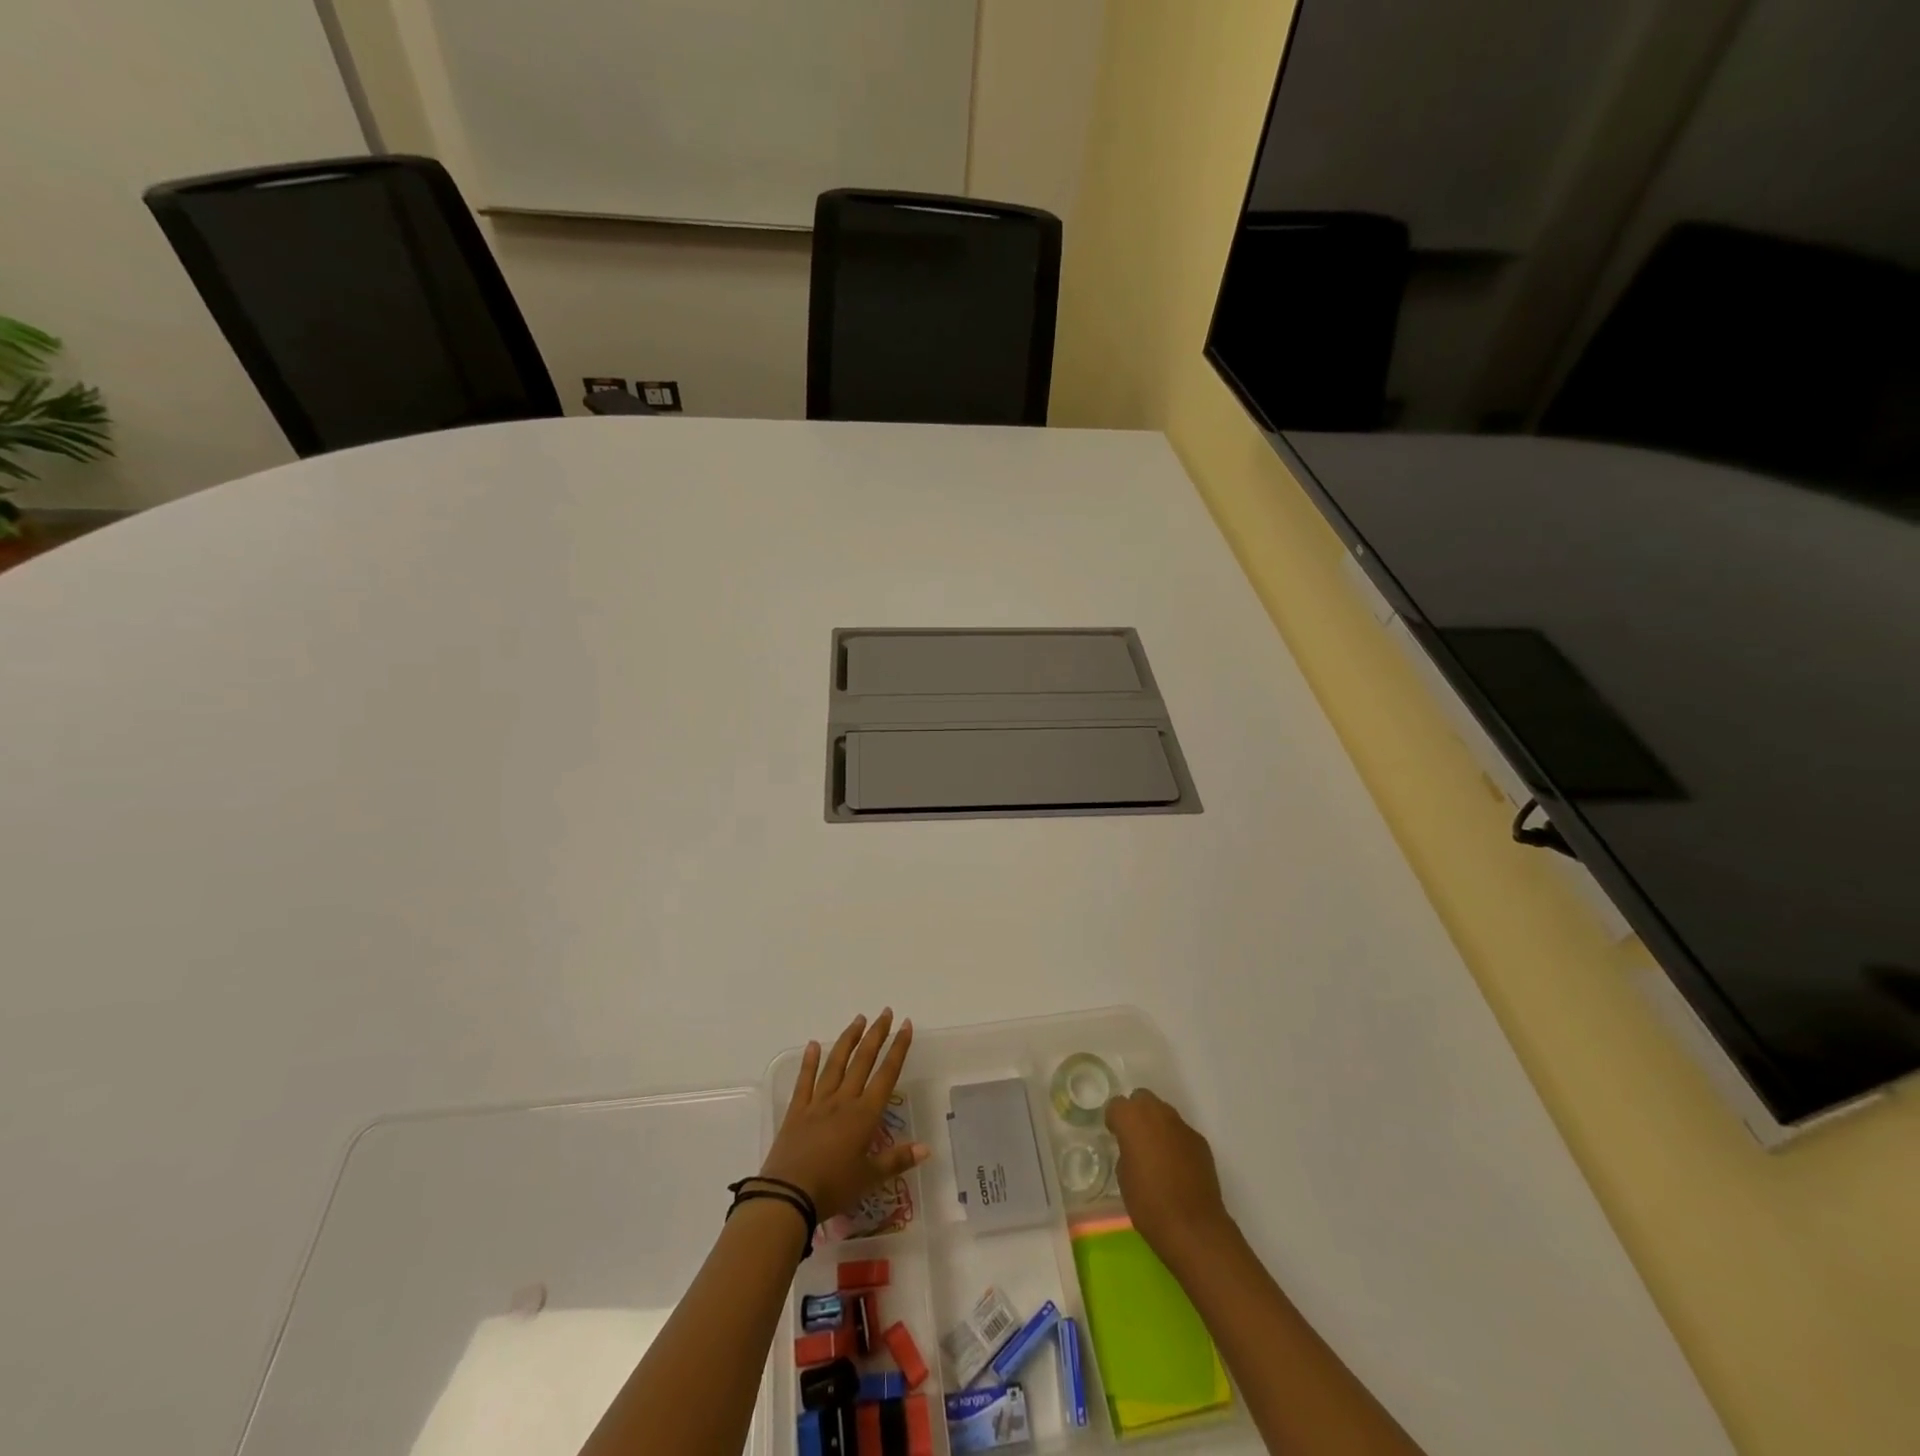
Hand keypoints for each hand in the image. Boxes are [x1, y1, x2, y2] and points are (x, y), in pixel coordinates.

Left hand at [760, 1009, 929, 1217]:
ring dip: (849, 1040)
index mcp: (864, 1115)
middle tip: (885, 1012)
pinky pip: (804, 1081)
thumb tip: (927, 1148)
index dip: (898, 1048)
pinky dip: (810, 1061)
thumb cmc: (833, 1188)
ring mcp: (818, 1102)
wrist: (787, 1195)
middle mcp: (843, 1100)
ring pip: (836, 1064)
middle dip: (876, 1035)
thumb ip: (897, 1160)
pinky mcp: (796, 1111)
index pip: (886, 1074)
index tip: (905, 1025)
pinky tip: (814, 1044)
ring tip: (858, 1019)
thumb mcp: (870, 1179)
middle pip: (863, 1060)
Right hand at [1106, 1089, 1235, 1259]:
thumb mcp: (1123, 1177)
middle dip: (1137, 1114)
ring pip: (1164, 1114)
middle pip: (1142, 1099)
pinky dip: (1176, 1142)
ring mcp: (1182, 1126)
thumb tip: (1134, 1149)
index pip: (1117, 1105)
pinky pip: (1181, 1133)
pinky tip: (1177, 1167)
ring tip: (1157, 1154)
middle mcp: (1157, 1113)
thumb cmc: (1149, 1203)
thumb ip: (1126, 1151)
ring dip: (1157, 1126)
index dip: (1114, 1120)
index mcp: (1132, 1118)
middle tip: (1135, 1139)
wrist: (1194, 1227)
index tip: (1115, 1136)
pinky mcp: (1200, 1141)